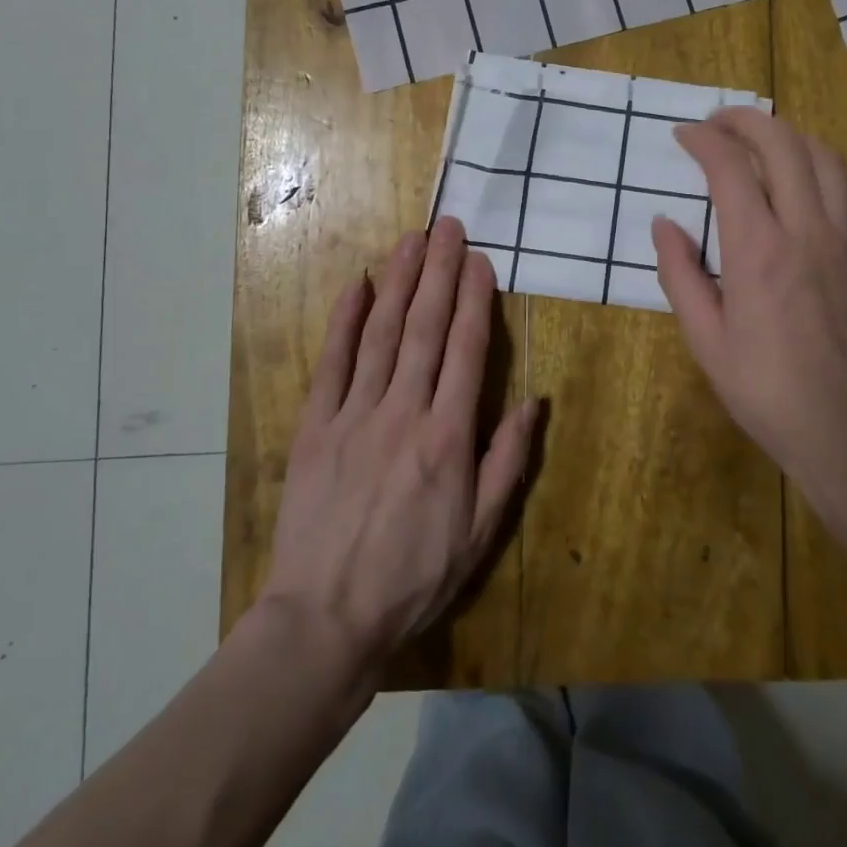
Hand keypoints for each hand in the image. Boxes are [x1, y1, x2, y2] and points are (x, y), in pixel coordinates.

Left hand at [260, 218, 538, 675]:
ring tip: (411, 240)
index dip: (475, 300)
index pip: (466, 350)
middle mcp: (404, 411)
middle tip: (447, 227)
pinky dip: (344, 321)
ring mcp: (355, 415)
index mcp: (448, 436)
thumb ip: (507, 461)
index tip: (479, 260)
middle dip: (439, 272)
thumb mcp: (480, 532)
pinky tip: (357, 285)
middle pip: (425, 328)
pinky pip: (331, 363)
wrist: (326, 618)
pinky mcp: (315, 427)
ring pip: (381, 333)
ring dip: (399, 282)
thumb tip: (531, 402)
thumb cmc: (414, 576)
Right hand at [652, 108, 846, 524]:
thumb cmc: (769, 393)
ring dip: (788, 135)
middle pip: (781, 143)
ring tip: (761, 141)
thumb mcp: (706, 341)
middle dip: (744, 119)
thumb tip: (663, 223)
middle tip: (718, 122)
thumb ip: (680, 274)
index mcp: (758, 251)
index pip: (729, 168)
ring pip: (824, 155)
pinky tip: (812, 176)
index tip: (684, 134)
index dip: (703, 140)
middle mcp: (808, 229)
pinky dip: (827, 164)